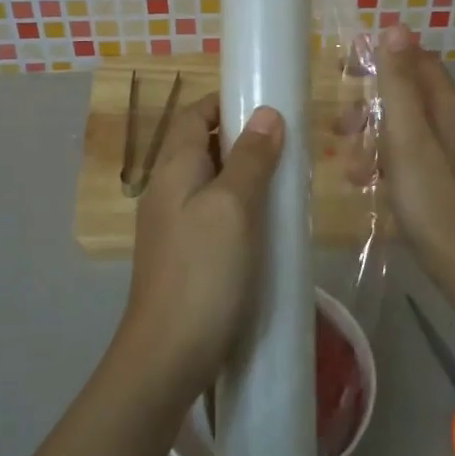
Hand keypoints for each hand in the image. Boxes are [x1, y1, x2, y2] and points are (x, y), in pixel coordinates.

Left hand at [116, 92, 285, 408]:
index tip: (268, 103)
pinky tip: (267, 223)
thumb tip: (267, 114)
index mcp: (174, 168)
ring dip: (244, 173)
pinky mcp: (185, 254)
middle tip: (288, 144)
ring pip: (210, 180)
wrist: (169, 353)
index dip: (227, 101)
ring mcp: (172, 224)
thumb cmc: (204, 272)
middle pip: (202, 145)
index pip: (195, 114)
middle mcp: (167, 189)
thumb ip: (250, 158)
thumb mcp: (234, 207)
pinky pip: (213, 212)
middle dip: (242, 137)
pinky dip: (240, 205)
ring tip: (285, 180)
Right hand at [359, 27, 454, 278]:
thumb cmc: (433, 198)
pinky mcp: (452, 180)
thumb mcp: (407, 137)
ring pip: (407, 130)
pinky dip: (389, 164)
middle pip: (408, 97)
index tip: (342, 70)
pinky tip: (369, 186)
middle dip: (369, 110)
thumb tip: (395, 27)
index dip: (379, 59)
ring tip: (352, 172)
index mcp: (452, 106)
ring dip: (373, 142)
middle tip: (338, 128)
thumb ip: (399, 83)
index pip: (415, 61)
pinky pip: (414, 157)